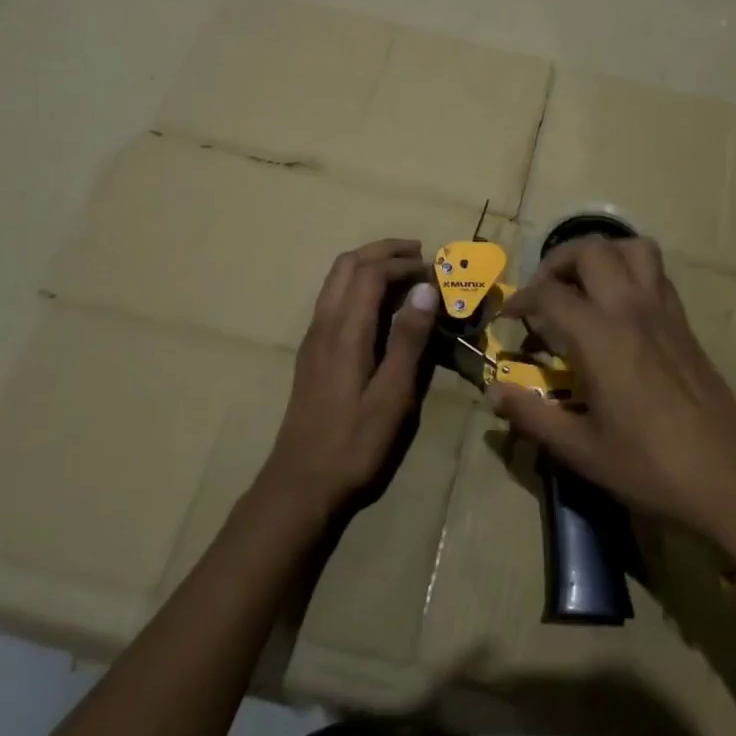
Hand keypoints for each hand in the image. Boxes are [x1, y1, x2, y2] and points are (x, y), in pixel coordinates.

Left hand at [258, 239, 439, 523]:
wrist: (301, 483)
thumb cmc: (354, 443)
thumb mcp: (392, 396)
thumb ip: (408, 340)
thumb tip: (425, 289)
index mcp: (344, 331)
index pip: (371, 272)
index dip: (404, 263)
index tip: (435, 270)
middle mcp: (324, 323)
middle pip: (348, 264)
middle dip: (384, 251)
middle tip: (420, 255)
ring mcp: (314, 336)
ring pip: (337, 278)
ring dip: (370, 264)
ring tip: (405, 273)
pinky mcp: (313, 351)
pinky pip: (334, 297)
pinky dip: (360, 285)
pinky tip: (382, 306)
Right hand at [496, 237, 735, 566]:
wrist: (730, 477)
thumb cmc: (651, 467)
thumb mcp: (582, 450)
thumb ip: (533, 416)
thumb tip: (494, 393)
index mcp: (601, 338)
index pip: (550, 294)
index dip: (520, 298)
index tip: (507, 316)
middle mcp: (631, 310)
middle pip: (591, 250)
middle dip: (558, 261)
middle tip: (543, 291)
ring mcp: (663, 311)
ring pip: (632, 248)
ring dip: (601, 253)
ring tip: (583, 284)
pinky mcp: (684, 322)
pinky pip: (656, 272)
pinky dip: (630, 269)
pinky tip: (619, 306)